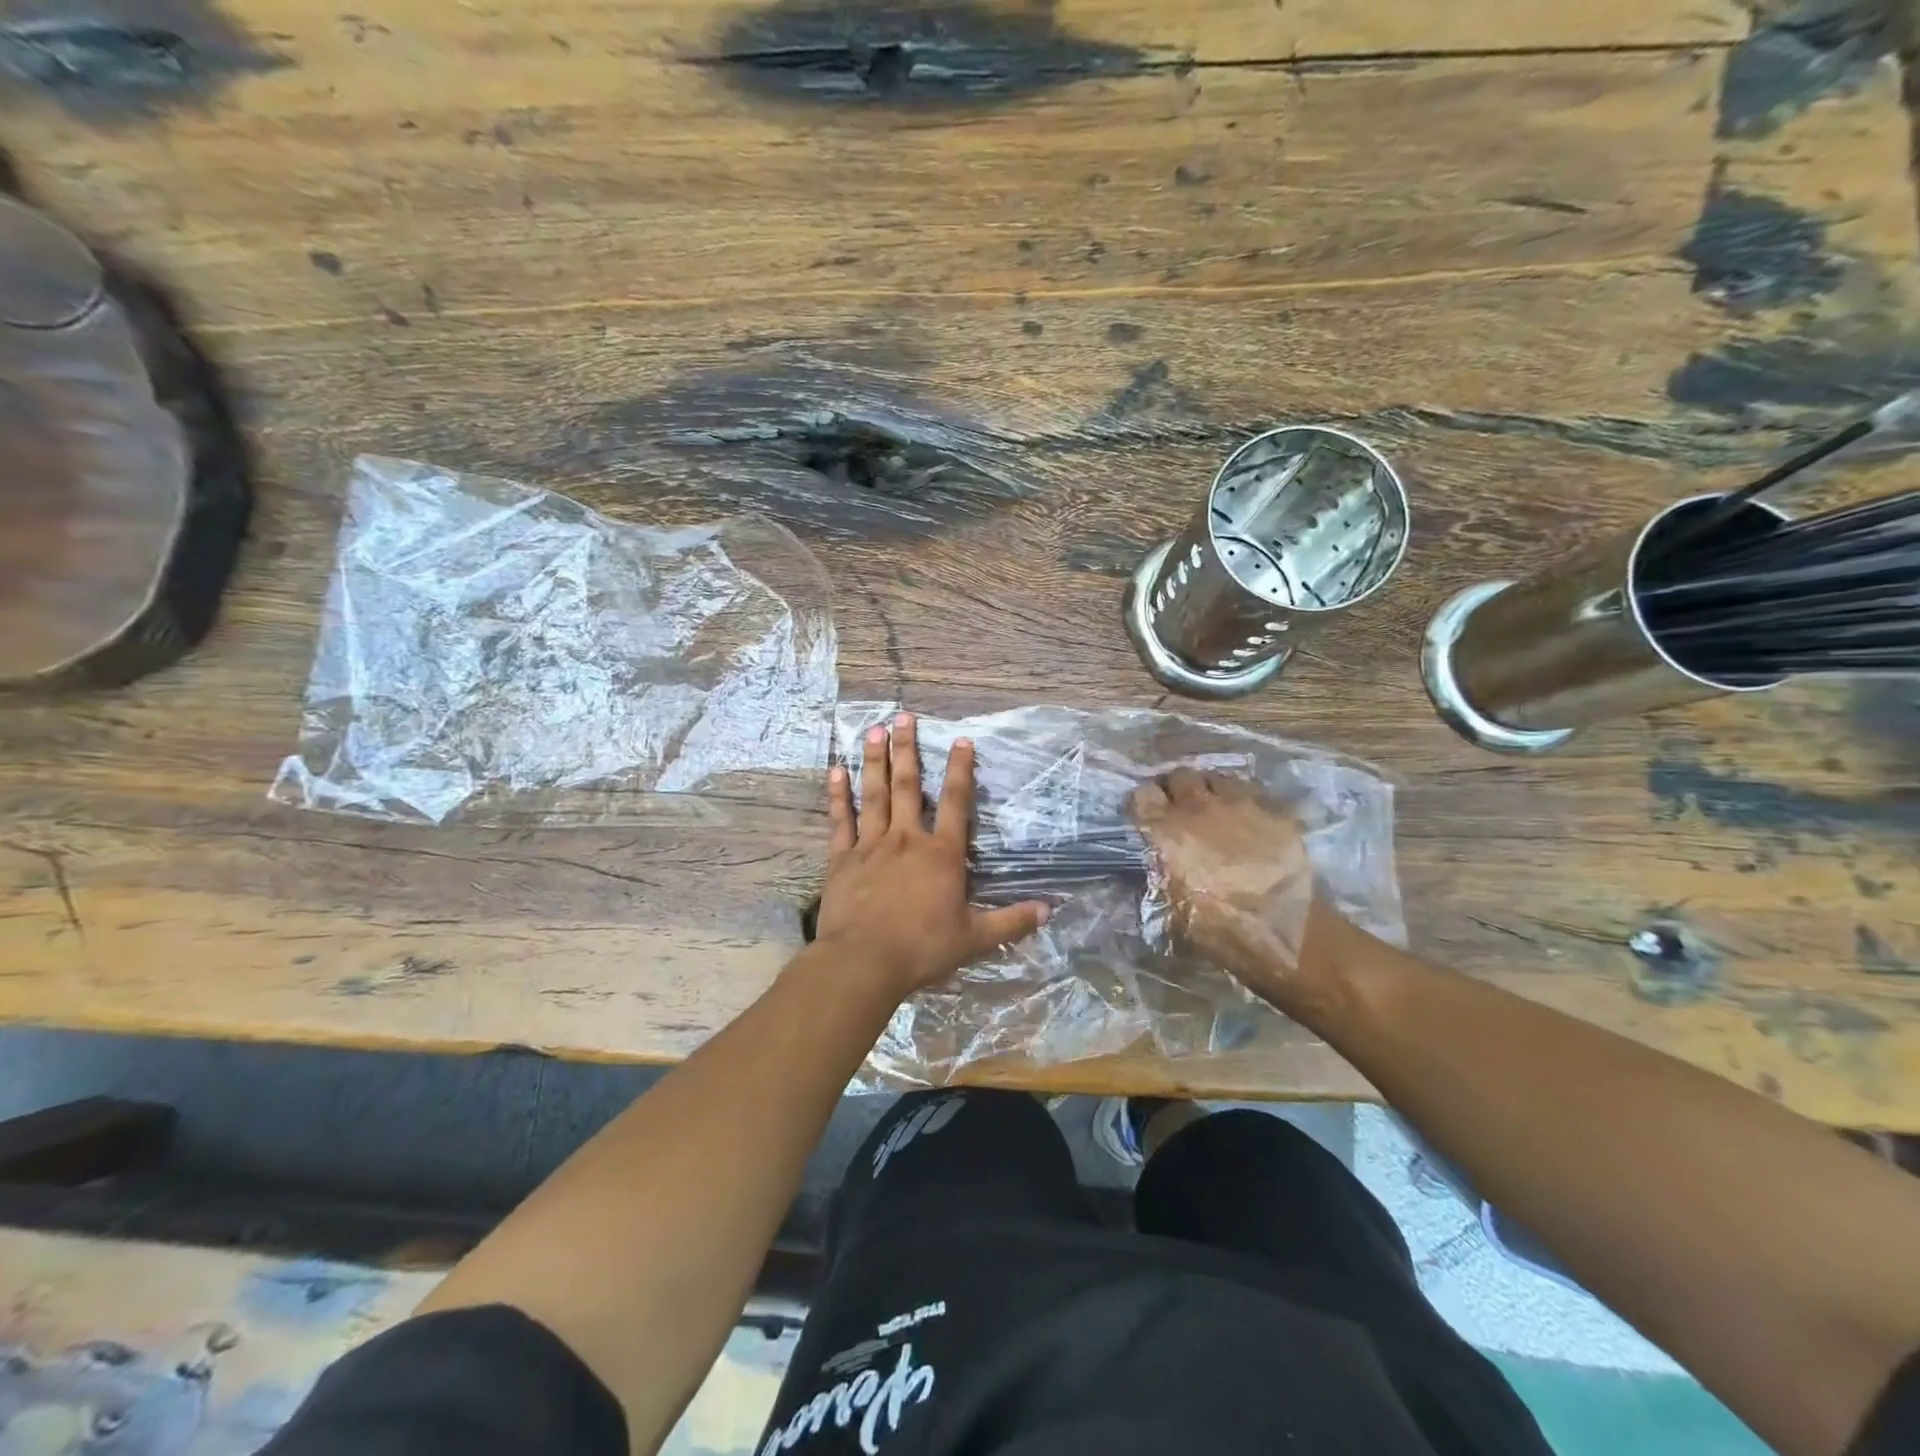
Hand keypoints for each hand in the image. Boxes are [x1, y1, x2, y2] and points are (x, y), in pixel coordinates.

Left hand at [816, 713, 1049, 999]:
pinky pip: (841, 820)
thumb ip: (1011, 922)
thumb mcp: (974, 938)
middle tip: (903, 717)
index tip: (961, 740)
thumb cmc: (922, 948)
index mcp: (941, 854)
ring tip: (874, 730)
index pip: (955, 802)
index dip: (960, 770)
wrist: (864, 962)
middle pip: (908, 786)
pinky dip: (838, 796)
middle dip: (908, 749)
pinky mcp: (842, 859)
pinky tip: (835, 772)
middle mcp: (906, 839)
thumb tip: (1049, 910)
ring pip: (874, 794)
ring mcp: (871, 845)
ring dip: (875, 761)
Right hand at [1129, 768, 1331, 1015]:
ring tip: (1214, 809)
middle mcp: (1198, 807)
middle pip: (1180, 776)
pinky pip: (1251, 794)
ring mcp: (1239, 805)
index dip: (1143, 803)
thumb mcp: (1166, 913)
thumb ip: (1150, 883)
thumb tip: (1145, 873)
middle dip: (1176, 788)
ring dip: (1209, 790)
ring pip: (1216, 778)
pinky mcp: (1272, 812)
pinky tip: (1246, 821)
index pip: (1142, 794)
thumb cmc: (1215, 927)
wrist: (1280, 930)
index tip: (1146, 815)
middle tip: (1180, 808)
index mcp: (1165, 830)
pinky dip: (1243, 803)